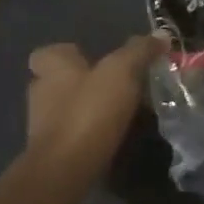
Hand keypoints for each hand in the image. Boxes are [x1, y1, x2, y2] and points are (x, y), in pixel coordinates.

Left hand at [24, 36, 161, 171]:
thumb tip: (161, 34)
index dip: (70, 53)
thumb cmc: (89, 111)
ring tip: (119, 112)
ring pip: (66, 108)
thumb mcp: (122, 72)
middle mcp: (41, 92)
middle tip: (116, 86)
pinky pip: (71, 134)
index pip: (50, 52)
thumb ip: (139, 51)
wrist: (65, 169)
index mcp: (52, 67)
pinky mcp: (51, 152)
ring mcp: (42, 124)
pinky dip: (87, 133)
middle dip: (83, 82)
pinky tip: (111, 137)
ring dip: (87, 108)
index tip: (94, 59)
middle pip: (59, 80)